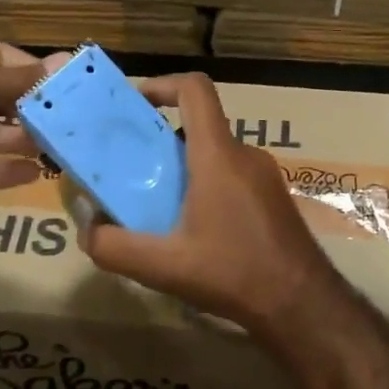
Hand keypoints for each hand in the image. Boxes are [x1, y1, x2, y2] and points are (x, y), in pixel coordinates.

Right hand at [78, 72, 342, 337]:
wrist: (302, 304)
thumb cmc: (233, 274)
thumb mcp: (164, 266)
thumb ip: (114, 248)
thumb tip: (86, 230)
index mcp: (218, 156)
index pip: (195, 90)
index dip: (161, 84)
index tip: (133, 104)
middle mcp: (245, 155)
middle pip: (199, 127)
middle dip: (160, 141)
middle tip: (131, 170)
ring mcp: (265, 176)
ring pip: (215, 155)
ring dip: (183, 169)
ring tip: (158, 206)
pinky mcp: (274, 198)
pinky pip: (233, 176)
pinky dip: (206, 187)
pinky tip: (194, 230)